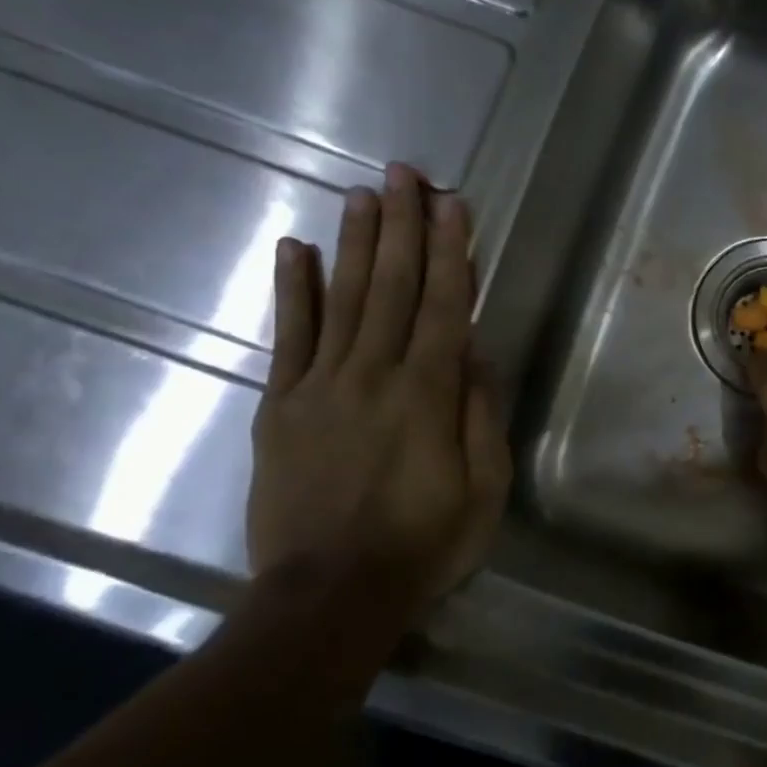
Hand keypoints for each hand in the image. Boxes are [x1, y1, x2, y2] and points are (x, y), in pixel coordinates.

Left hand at [247, 164, 510, 604]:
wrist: (330, 595)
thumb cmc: (424, 546)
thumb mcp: (485, 490)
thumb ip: (481, 416)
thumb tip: (477, 353)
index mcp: (429, 395)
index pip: (446, 306)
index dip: (451, 251)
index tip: (452, 204)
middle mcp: (375, 375)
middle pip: (394, 288)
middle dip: (403, 226)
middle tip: (404, 172)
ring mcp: (321, 387)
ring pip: (345, 299)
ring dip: (357, 243)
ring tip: (363, 193)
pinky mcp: (281, 407)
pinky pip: (289, 338)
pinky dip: (294, 291)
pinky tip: (296, 250)